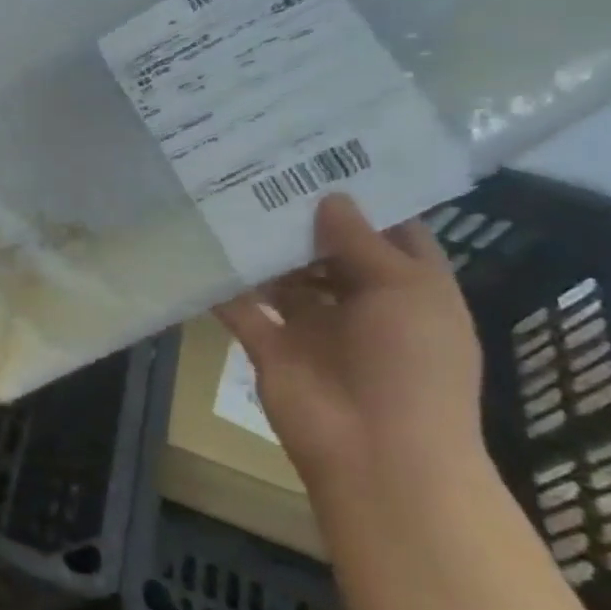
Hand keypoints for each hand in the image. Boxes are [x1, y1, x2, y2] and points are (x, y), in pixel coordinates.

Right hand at [216, 194, 483, 490]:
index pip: (389, 235)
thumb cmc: (411, 364)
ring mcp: (312, 326)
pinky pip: (241, 309)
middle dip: (299, 220)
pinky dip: (221, 288)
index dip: (363, 201)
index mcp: (409, 289)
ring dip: (260, 251)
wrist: (374, 447)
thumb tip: (329, 198)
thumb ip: (361, 243)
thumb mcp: (404, 292)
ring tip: (224, 205)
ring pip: (281, 278)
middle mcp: (360, 303)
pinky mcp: (269, 345)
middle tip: (260, 175)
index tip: (324, 162)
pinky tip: (199, 254)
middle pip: (327, 252)